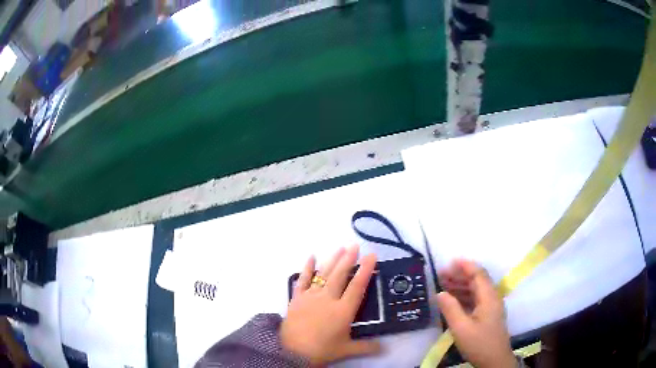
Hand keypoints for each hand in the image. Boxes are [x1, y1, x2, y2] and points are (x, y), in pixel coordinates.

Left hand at [280, 245, 381, 365]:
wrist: (292, 351)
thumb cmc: (321, 350)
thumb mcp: (346, 350)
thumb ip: (367, 347)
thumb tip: (385, 348)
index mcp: (343, 310)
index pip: (357, 286)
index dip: (365, 270)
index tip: (371, 256)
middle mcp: (328, 299)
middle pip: (340, 275)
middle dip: (349, 259)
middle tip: (355, 246)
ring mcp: (311, 296)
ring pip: (324, 274)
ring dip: (333, 260)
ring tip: (340, 248)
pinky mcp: (297, 298)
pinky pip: (303, 280)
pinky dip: (307, 268)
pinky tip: (311, 257)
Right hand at [437, 260, 514, 367]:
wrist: (494, 360)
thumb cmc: (479, 344)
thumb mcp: (461, 328)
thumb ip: (451, 309)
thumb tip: (440, 293)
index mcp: (488, 298)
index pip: (478, 274)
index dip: (465, 266)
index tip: (450, 262)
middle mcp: (492, 298)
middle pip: (477, 280)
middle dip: (460, 275)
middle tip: (441, 274)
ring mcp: (491, 307)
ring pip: (476, 290)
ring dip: (461, 285)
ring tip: (443, 284)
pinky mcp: (488, 315)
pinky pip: (476, 299)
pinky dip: (464, 296)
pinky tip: (452, 300)